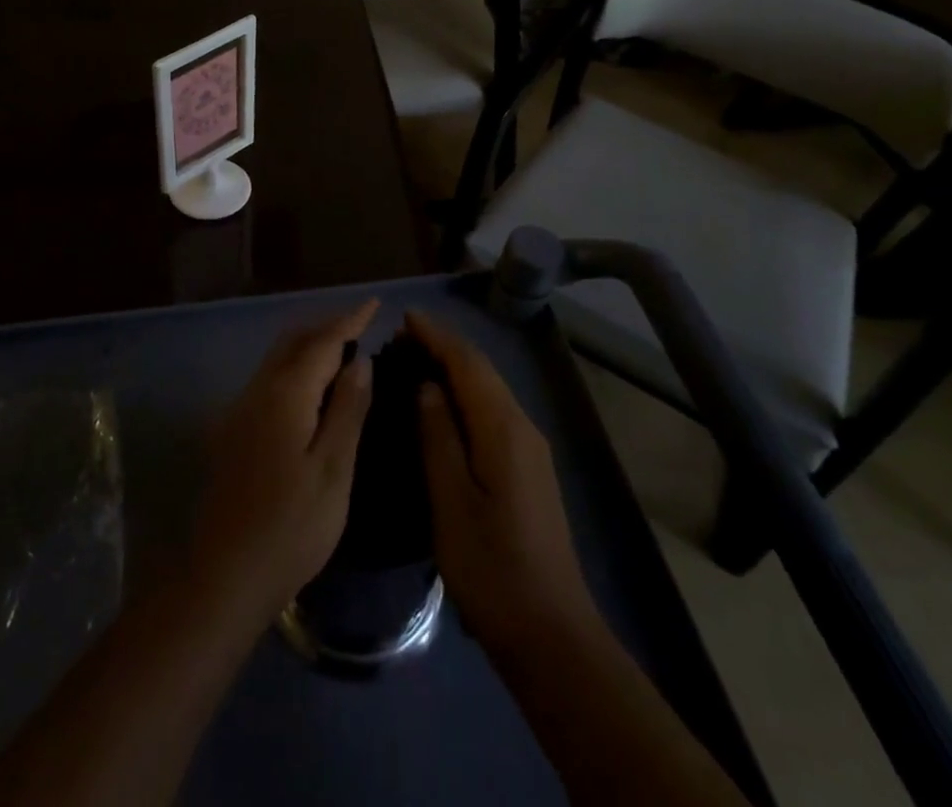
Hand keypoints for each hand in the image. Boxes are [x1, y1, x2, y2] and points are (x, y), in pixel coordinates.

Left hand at [190, 301, 375, 626]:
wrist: (223, 576)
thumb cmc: (291, 527)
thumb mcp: (333, 470)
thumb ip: (347, 409)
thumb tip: (359, 361)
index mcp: (285, 394)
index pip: (322, 341)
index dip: (349, 320)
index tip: (374, 303)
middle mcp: (257, 391)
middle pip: (293, 341)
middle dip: (326, 327)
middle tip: (360, 325)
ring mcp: (238, 410)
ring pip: (277, 360)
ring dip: (307, 346)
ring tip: (341, 352)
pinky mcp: (231, 432)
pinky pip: (268, 380)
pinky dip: (293, 369)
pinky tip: (309, 390)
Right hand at [409, 311, 602, 665]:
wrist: (550, 633)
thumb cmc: (492, 568)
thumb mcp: (452, 501)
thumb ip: (438, 436)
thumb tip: (428, 385)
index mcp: (504, 429)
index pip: (468, 364)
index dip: (437, 336)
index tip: (405, 317)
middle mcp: (523, 428)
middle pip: (482, 372)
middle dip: (444, 347)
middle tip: (401, 337)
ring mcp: (530, 450)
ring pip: (489, 391)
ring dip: (454, 369)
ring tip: (415, 361)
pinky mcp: (528, 470)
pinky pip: (492, 412)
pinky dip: (466, 394)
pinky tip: (443, 406)